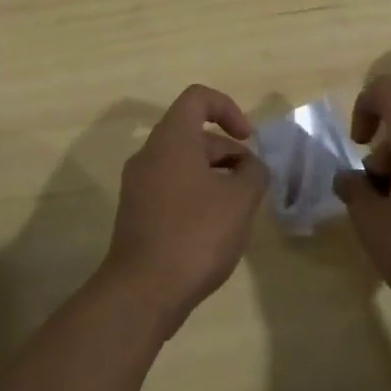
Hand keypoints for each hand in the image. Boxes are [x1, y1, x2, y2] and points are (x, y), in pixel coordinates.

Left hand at [100, 85, 267, 338]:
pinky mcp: (136, 214)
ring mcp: (138, 185)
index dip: (228, 108)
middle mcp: (149, 154)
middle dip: (228, 152)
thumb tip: (250, 167)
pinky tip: (214, 230)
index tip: (248, 139)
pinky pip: (171, 189)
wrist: (142, 293)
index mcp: (171, 139)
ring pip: (183, 164)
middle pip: (193, 134)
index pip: (198, 98)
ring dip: (214, 176)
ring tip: (238, 210)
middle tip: (251, 184)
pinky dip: (196, 196)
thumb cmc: (195, 234)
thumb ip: (254, 173)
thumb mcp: (240, 199)